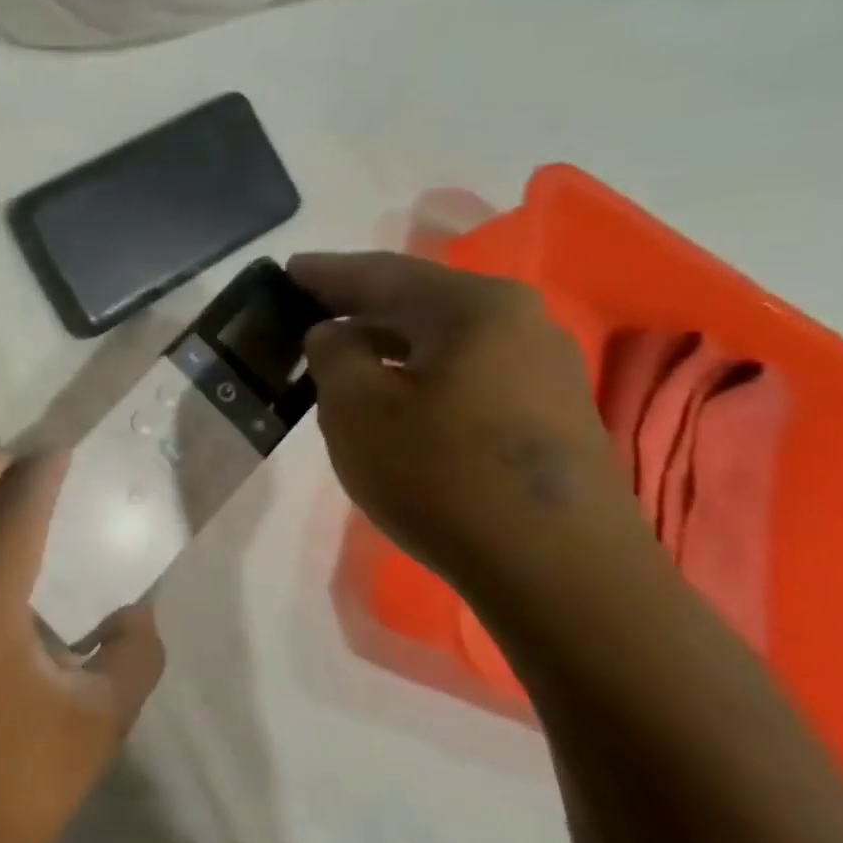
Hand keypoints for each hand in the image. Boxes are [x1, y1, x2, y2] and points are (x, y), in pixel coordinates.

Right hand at [289, 251, 645, 596]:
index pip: (382, 273)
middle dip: (356, 304)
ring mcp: (541, 368)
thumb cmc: (440, 474)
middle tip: (303, 308)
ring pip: (441, 338)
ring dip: (384, 341)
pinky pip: (463, 371)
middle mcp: (518, 322)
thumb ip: (332, 354)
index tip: (286, 271)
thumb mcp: (355, 409)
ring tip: (336, 351)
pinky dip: (415, 370)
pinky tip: (388, 391)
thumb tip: (335, 333)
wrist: (557, 570)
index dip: (326, 273)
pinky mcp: (545, 412)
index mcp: (474, 307)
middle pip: (417, 300)